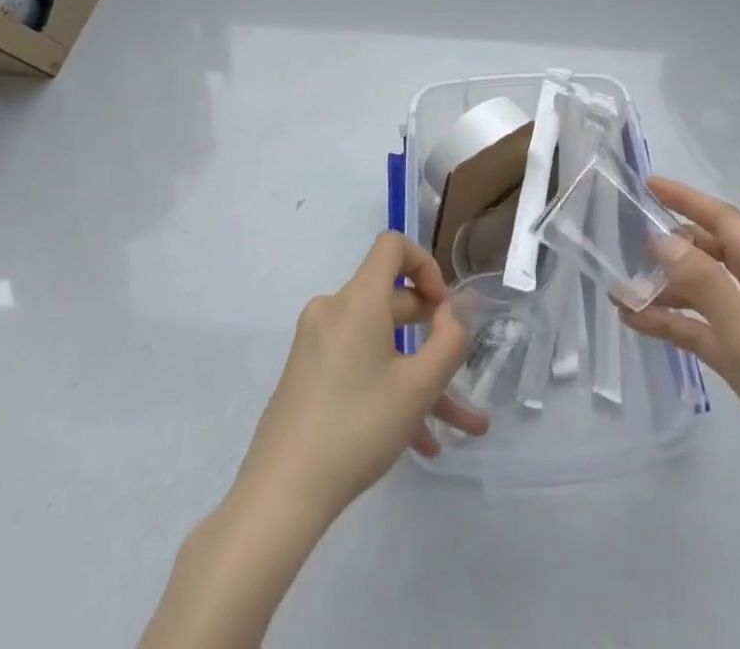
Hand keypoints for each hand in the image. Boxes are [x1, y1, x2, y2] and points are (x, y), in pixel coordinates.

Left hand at [236, 232, 488, 523]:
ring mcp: (315, 343)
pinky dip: (387, 387)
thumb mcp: (418, 388)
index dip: (426, 265)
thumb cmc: (357, 428)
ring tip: (455, 425)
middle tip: (458, 369)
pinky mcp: (306, 373)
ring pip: (379, 344)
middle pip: (391, 300)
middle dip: (431, 335)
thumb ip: (448, 342)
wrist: (281, 494)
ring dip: (416, 375)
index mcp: (357, 300)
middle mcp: (333, 309)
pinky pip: (357, 363)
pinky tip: (418, 440)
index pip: (393, 246)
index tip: (443, 310)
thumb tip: (448, 315)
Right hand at [620, 178, 739, 521]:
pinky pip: (705, 329)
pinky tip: (637, 323)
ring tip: (622, 293)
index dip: (686, 200)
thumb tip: (661, 238)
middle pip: (712, 254)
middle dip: (672, 246)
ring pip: (705, 293)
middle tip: (627, 244)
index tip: (647, 184)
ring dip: (666, 291)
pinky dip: (675, 323)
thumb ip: (704, 284)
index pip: (724, 222)